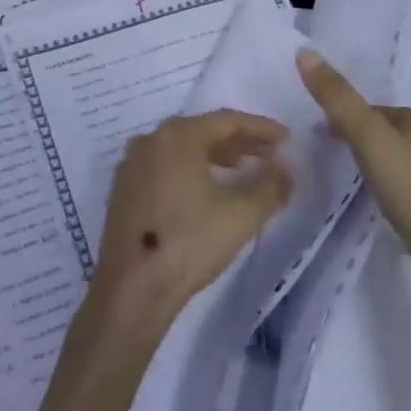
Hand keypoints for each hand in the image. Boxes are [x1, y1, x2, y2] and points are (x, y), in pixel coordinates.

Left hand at [93, 111, 291, 329]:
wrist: (132, 289)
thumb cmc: (189, 242)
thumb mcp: (241, 215)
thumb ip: (270, 186)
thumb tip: (286, 169)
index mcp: (177, 135)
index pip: (226, 120)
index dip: (260, 128)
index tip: (286, 138)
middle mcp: (150, 139)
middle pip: (202, 131)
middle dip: (238, 141)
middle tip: (268, 154)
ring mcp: (132, 164)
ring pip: (182, 149)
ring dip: (215, 155)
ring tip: (242, 169)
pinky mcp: (124, 189)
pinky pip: (165, 166)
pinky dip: (191, 169)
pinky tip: (206, 189)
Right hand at [295, 49, 410, 296]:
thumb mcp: (369, 139)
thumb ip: (338, 99)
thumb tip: (305, 52)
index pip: (369, 109)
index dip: (340, 119)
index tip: (314, 138)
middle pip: (380, 132)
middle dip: (353, 141)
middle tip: (324, 160)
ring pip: (392, 159)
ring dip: (369, 166)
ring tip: (344, 183)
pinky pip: (403, 186)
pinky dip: (386, 189)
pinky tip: (376, 205)